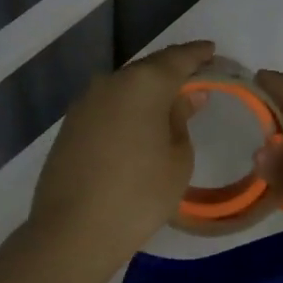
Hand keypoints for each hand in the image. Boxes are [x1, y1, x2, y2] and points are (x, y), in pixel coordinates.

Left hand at [23, 41, 214, 279]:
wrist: (72, 231)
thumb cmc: (139, 194)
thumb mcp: (178, 159)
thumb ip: (182, 119)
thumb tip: (186, 96)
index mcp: (143, 83)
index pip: (177, 58)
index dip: (197, 54)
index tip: (212, 51)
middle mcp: (111, 82)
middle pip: (149, 68)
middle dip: (172, 71)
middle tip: (196, 78)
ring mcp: (85, 102)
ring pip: (125, 86)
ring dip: (148, 90)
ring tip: (169, 103)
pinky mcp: (70, 124)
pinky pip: (108, 105)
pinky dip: (127, 107)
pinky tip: (138, 124)